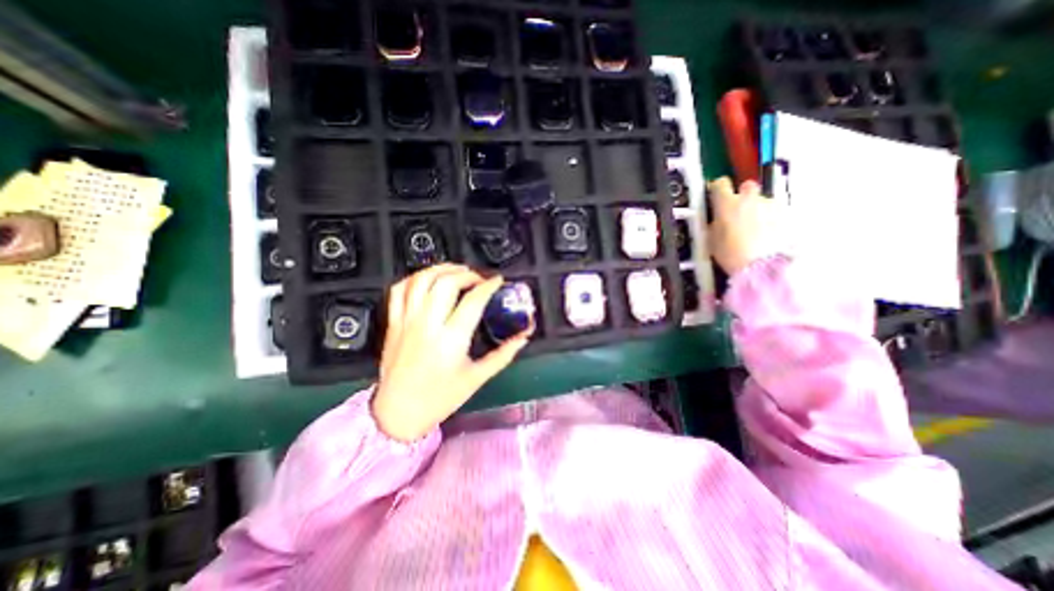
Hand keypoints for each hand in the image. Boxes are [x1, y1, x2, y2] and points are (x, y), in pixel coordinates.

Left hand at [371, 264, 535, 441]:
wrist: (398, 414)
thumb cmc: (440, 398)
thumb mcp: (477, 378)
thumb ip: (503, 355)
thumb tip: (523, 337)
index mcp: (451, 339)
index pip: (473, 300)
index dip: (489, 286)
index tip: (498, 281)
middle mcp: (428, 325)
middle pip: (446, 283)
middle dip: (467, 274)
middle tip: (479, 279)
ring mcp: (407, 321)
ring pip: (421, 280)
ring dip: (441, 269)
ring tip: (456, 271)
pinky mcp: (393, 323)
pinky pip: (399, 290)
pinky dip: (415, 278)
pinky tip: (428, 280)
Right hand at [707, 174, 780, 275]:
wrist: (760, 266)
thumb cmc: (729, 253)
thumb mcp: (712, 239)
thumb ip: (715, 223)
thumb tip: (718, 218)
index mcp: (726, 203)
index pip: (720, 184)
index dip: (717, 189)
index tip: (716, 197)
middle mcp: (749, 198)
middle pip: (746, 186)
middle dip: (743, 195)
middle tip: (738, 212)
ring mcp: (770, 204)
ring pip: (762, 201)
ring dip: (757, 210)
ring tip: (755, 231)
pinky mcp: (786, 214)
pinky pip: (774, 213)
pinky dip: (770, 220)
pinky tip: (767, 235)